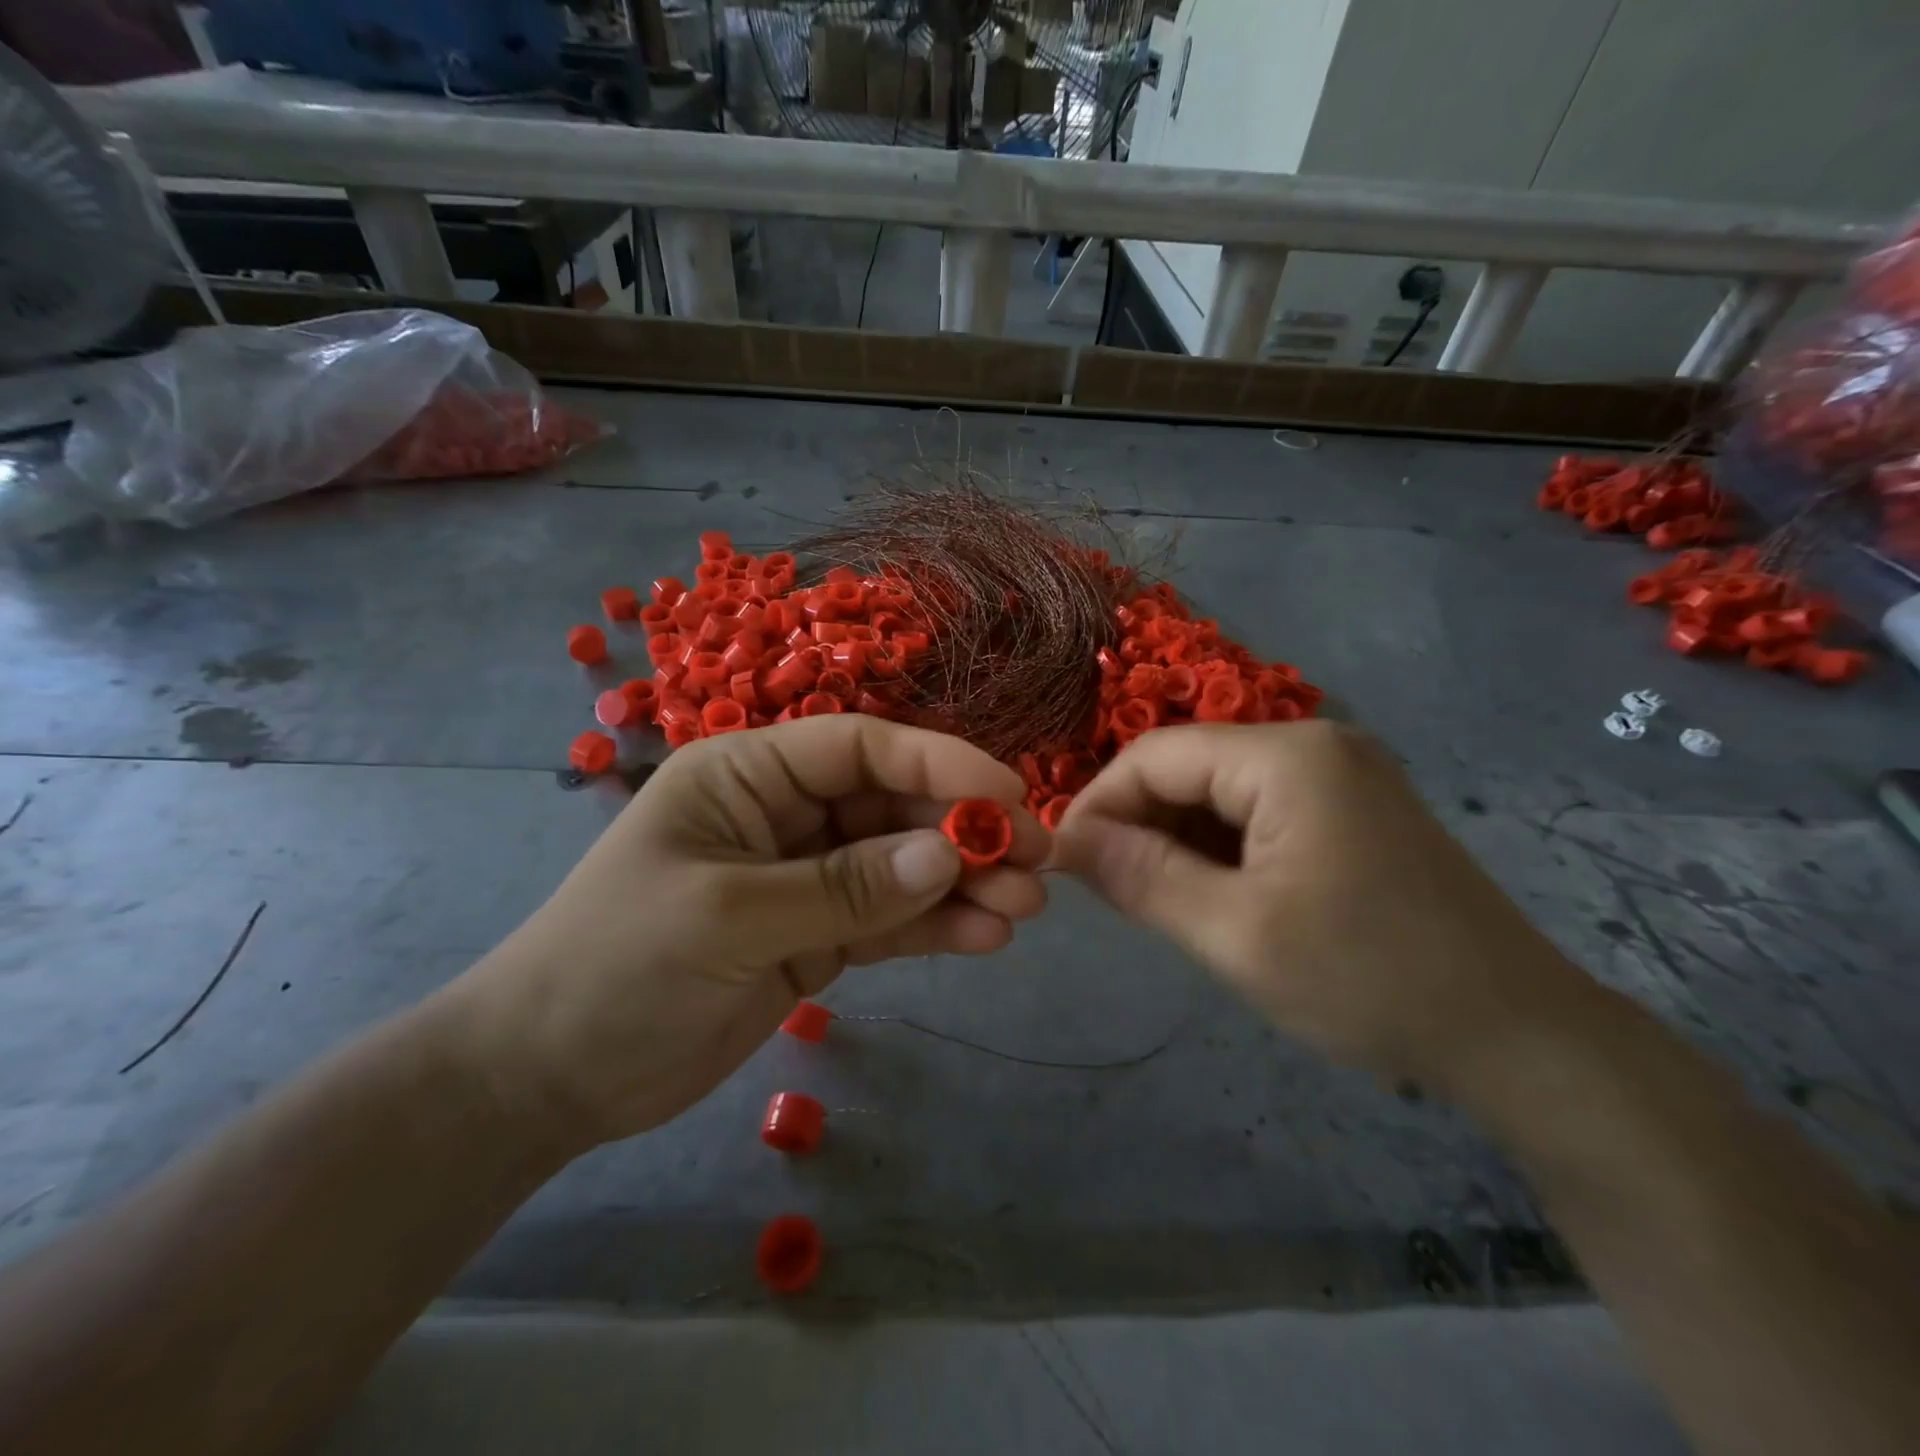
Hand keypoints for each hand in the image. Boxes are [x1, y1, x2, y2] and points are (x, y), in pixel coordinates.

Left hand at [447, 716, 1046, 1148]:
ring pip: (901, 864)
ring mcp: (805, 877)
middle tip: (1035, 861)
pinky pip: (888, 919)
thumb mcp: (731, 917)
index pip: (861, 748)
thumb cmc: (618, 967)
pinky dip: (934, 925)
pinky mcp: (816, 935)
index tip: (1009, 794)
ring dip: (962, 882)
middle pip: (893, 806)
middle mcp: (785, 813)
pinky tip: (983, 937)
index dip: (940, 763)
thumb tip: (947, 854)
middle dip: (963, 830)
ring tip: (1023, 908)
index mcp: (749, 773)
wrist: (550, 1076)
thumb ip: (844, 887)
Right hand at [1054, 721, 1592, 1089]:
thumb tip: (1065, 839)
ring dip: (1177, 839)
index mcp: (1286, 756)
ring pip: (1220, 791)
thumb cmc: (1367, 979)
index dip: (1098, 804)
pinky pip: (1259, 811)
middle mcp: (1313, 744)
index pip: (1154, 756)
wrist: (1518, 1035)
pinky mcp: (1353, 808)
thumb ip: (1140, 875)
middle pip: (1188, 768)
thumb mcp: (1233, 933)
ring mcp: (1339, 774)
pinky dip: (1220, 847)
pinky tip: (1213, 894)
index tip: (1064, 864)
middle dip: (1139, 825)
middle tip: (1110, 893)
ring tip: (1156, 901)